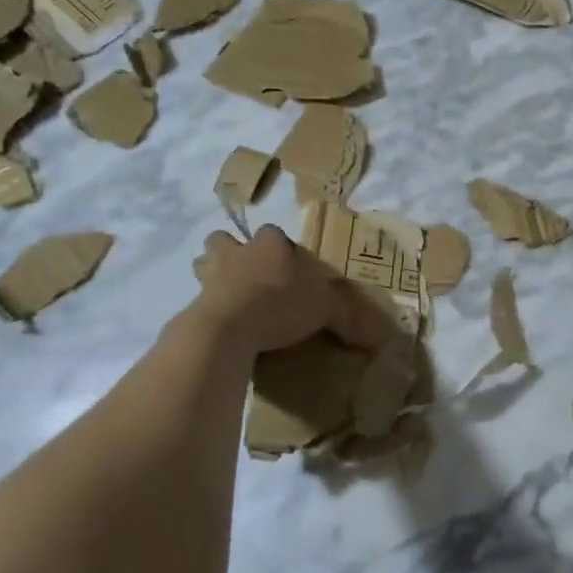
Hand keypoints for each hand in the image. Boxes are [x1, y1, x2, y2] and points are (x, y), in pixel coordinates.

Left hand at [191, 226, 391, 353]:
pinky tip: (224, 327)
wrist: (228, 329)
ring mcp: (210, 276)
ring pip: (204, 264)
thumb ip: (348, 317)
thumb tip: (378, 336)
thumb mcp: (327, 309)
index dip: (282, 250)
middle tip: (250, 276)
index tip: (291, 270)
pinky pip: (201, 301)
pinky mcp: (194, 304)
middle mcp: (237, 252)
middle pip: (225, 241)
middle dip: (232, 253)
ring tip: (232, 298)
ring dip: (214, 276)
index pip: (275, 235)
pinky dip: (210, 310)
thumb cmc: (281, 303)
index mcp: (270, 243)